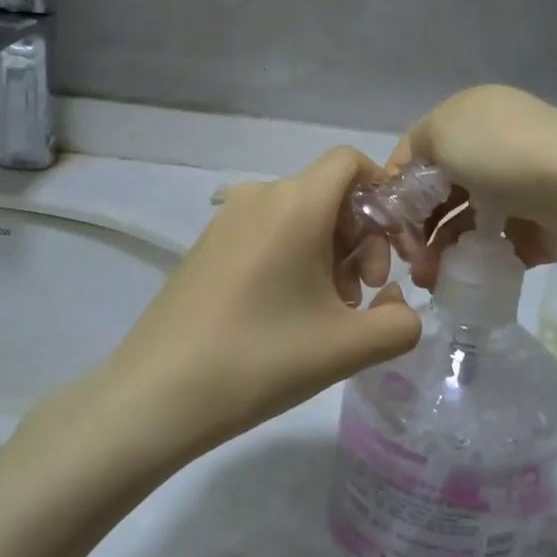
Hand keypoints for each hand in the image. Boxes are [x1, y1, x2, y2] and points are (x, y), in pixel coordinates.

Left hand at [101, 147, 422, 459]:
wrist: (156, 394)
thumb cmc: (260, 359)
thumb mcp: (348, 348)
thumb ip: (401, 323)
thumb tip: (398, 306)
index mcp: (296, 203)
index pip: (351, 162)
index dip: (384, 196)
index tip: (393, 249)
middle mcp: (259, 196)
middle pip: (329, 194)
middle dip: (361, 239)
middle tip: (361, 296)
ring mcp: (226, 221)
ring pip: (299, 217)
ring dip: (329, 255)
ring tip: (329, 314)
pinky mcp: (206, 247)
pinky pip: (267, 234)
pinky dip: (293, 260)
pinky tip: (288, 315)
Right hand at [388, 86, 556, 289]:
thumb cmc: (507, 156)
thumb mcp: (444, 133)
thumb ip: (416, 150)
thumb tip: (411, 177)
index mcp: (471, 114)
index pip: (418, 150)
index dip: (397, 187)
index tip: (387, 226)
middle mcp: (496, 144)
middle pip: (442, 188)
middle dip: (419, 226)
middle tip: (411, 261)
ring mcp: (522, 184)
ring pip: (469, 220)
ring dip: (445, 249)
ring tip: (433, 279)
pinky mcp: (544, 222)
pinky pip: (502, 243)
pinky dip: (481, 260)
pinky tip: (467, 278)